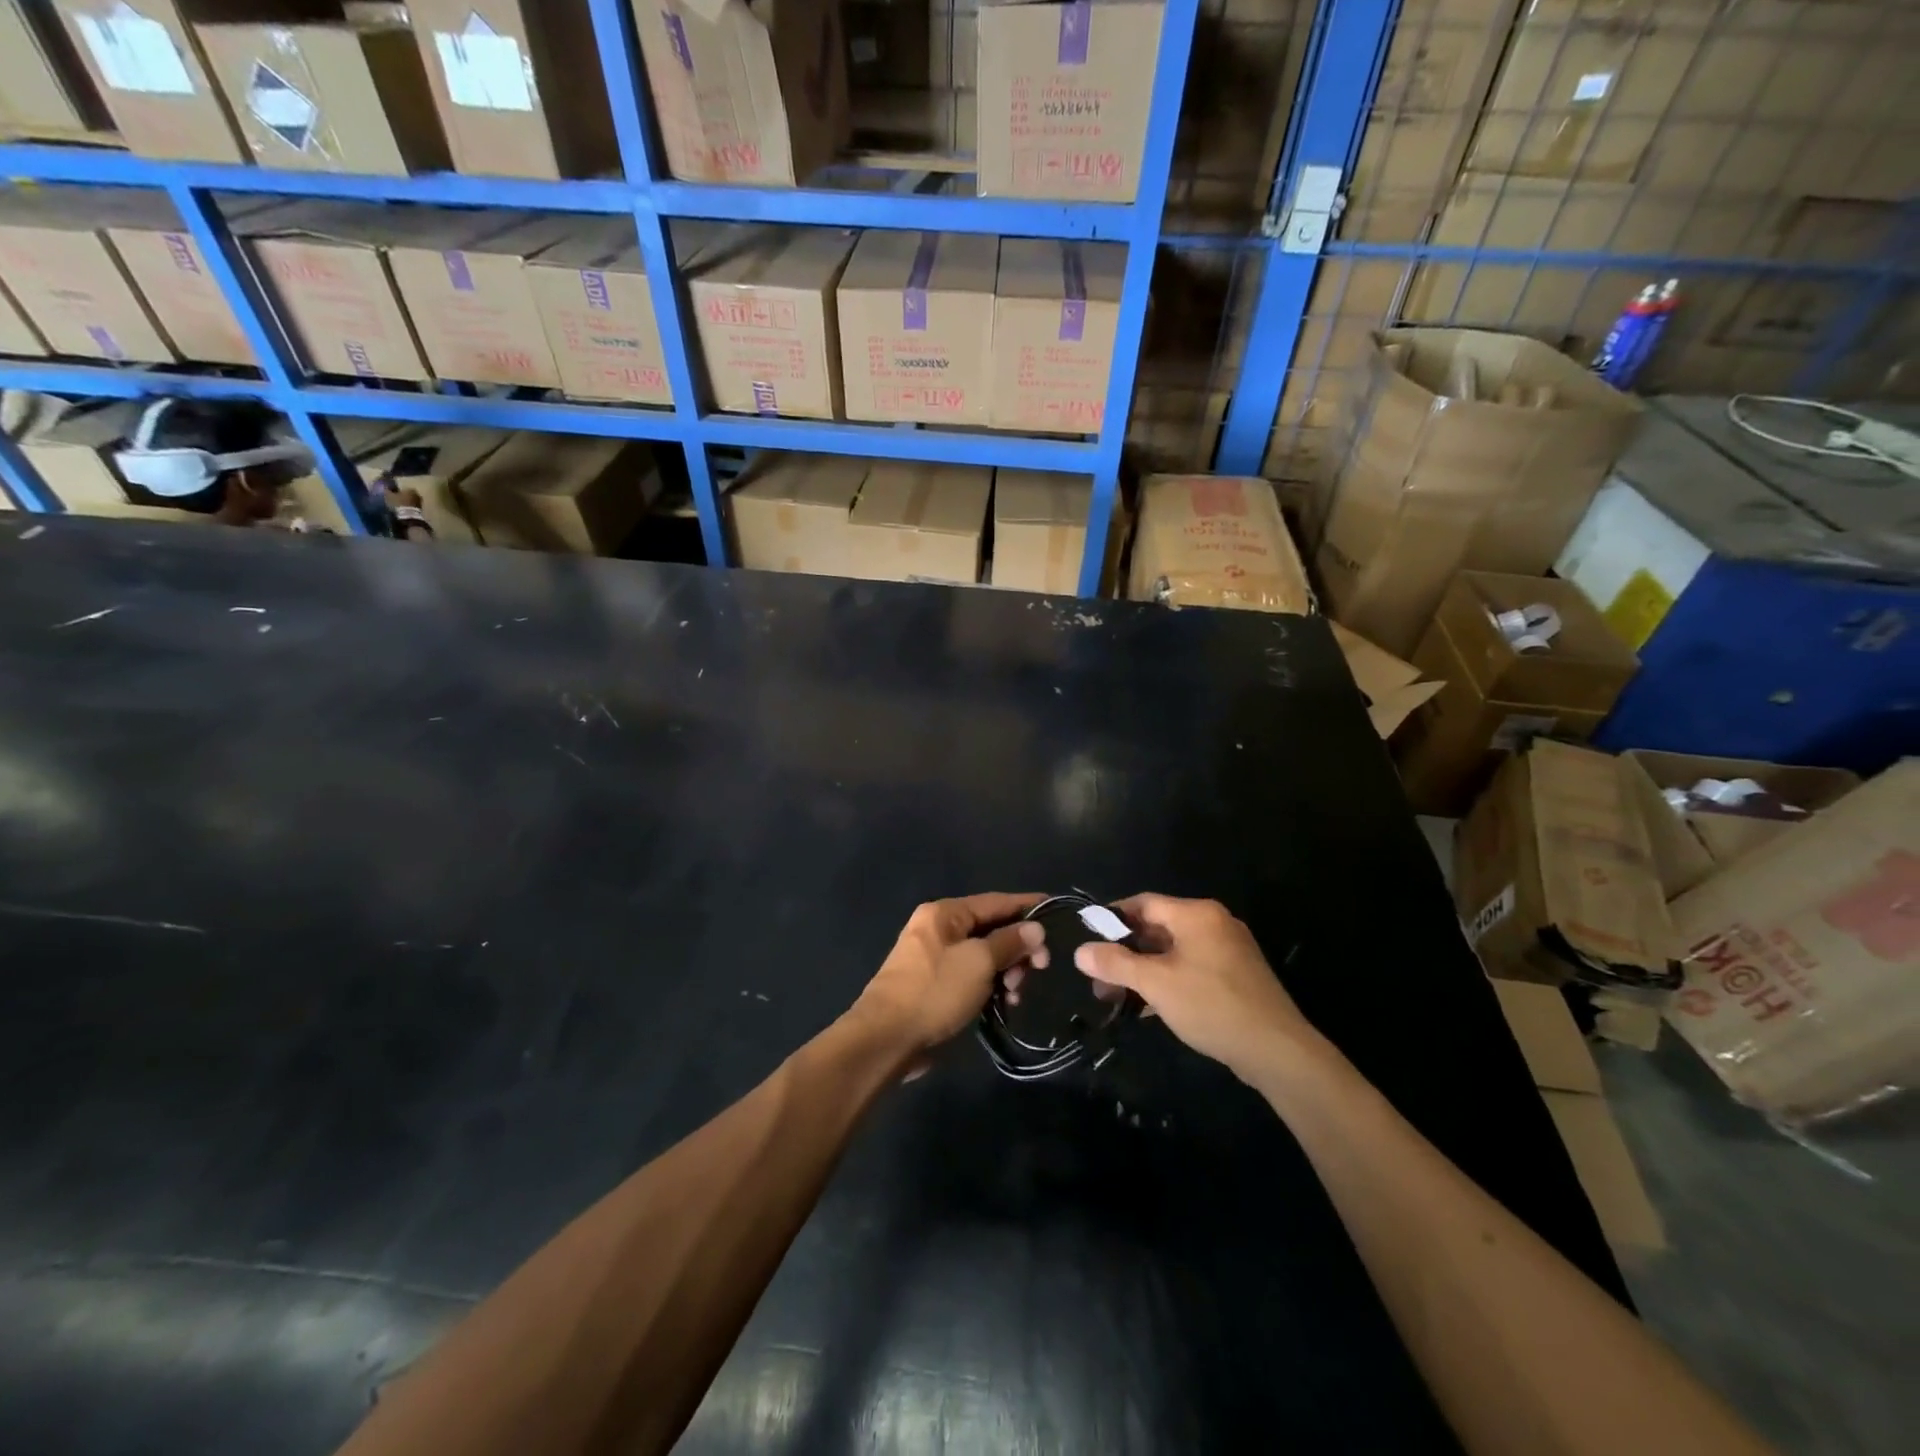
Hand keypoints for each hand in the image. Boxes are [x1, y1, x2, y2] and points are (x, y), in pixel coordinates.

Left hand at [853, 893, 1045, 1066]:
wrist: (887, 1038)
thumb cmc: (935, 991)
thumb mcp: (979, 962)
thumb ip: (1010, 942)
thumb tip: (1035, 928)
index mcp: (945, 913)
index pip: (995, 901)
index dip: (1026, 905)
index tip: (1054, 908)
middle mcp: (939, 929)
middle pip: (991, 929)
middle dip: (1018, 947)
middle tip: (1039, 969)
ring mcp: (935, 958)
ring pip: (984, 955)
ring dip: (1007, 971)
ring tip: (1016, 993)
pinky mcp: (935, 985)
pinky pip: (972, 976)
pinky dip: (991, 985)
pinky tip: (1005, 1002)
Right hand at [1074, 894, 1321, 1084]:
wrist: (1277, 1050)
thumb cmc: (1211, 1005)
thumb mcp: (1156, 983)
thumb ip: (1116, 964)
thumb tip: (1080, 951)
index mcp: (1196, 914)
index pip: (1144, 902)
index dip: (1113, 918)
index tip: (1089, 939)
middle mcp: (1214, 923)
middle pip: (1158, 927)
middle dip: (1126, 952)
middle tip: (1099, 978)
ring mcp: (1229, 950)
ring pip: (1174, 951)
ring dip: (1144, 970)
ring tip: (1118, 997)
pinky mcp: (1237, 976)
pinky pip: (1192, 968)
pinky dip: (1168, 980)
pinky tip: (1150, 1007)